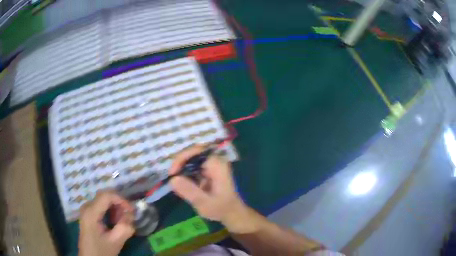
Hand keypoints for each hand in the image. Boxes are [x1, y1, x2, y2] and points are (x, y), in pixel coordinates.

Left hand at [78, 190, 134, 255]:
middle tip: (127, 219)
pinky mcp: (88, 213)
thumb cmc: (101, 251)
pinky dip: (110, 211)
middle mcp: (87, 206)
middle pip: (105, 196)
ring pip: (104, 200)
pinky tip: (114, 222)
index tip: (132, 212)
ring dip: (115, 208)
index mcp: (91, 212)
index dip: (121, 200)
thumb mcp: (115, 242)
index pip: (107, 195)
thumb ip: (125, 228)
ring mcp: (86, 209)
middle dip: (119, 205)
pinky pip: (101, 205)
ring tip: (121, 222)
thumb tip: (131, 215)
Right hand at [169, 145, 246, 223]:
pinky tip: (182, 183)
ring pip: (191, 159)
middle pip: (192, 153)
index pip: (196, 151)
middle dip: (180, 164)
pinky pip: (193, 166)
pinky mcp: (208, 171)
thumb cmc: (221, 209)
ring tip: (175, 181)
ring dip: (181, 168)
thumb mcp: (204, 203)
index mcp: (217, 165)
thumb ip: (189, 191)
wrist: (232, 214)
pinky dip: (185, 173)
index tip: (173, 173)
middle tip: (171, 177)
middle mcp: (215, 161)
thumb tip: (172, 179)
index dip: (182, 158)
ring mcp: (212, 165)